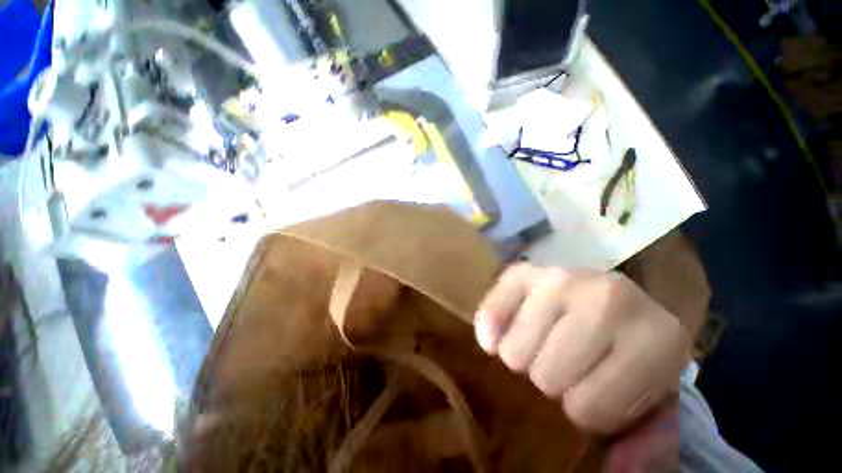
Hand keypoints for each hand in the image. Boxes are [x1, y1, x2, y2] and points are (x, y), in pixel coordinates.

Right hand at [475, 264, 690, 434]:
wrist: (611, 302)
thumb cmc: (629, 355)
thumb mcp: (649, 400)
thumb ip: (643, 444)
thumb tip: (616, 472)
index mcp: (658, 338)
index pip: (591, 408)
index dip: (583, 413)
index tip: (589, 396)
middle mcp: (607, 297)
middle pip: (546, 375)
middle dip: (549, 382)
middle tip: (561, 370)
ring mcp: (559, 277)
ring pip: (514, 349)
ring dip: (522, 358)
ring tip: (539, 348)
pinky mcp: (524, 271)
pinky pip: (492, 311)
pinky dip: (491, 330)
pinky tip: (499, 337)